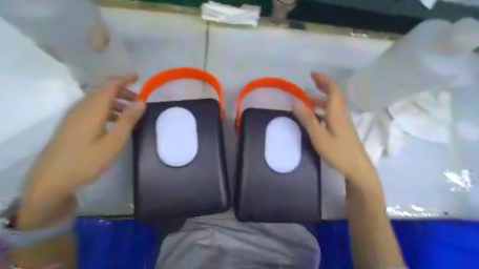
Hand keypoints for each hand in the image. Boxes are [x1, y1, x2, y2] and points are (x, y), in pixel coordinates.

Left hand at [19, 74, 145, 227]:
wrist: (51, 180)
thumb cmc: (86, 161)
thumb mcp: (113, 142)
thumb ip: (128, 120)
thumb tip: (141, 102)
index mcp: (92, 110)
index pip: (109, 86)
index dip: (124, 79)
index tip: (139, 77)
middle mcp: (81, 109)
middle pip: (102, 91)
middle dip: (122, 91)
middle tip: (139, 101)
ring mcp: (74, 117)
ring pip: (96, 100)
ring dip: (115, 101)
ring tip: (129, 112)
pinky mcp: (71, 125)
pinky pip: (91, 109)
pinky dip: (106, 110)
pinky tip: (114, 122)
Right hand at [294, 72, 379, 192]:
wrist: (357, 168)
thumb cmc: (338, 152)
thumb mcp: (319, 136)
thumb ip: (307, 119)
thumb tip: (295, 103)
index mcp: (337, 112)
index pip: (333, 90)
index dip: (323, 80)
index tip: (312, 74)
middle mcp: (341, 114)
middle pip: (333, 96)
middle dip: (321, 88)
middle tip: (308, 86)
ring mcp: (343, 122)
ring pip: (332, 106)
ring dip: (321, 100)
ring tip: (307, 101)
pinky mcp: (343, 130)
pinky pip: (332, 114)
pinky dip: (323, 110)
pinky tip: (315, 117)